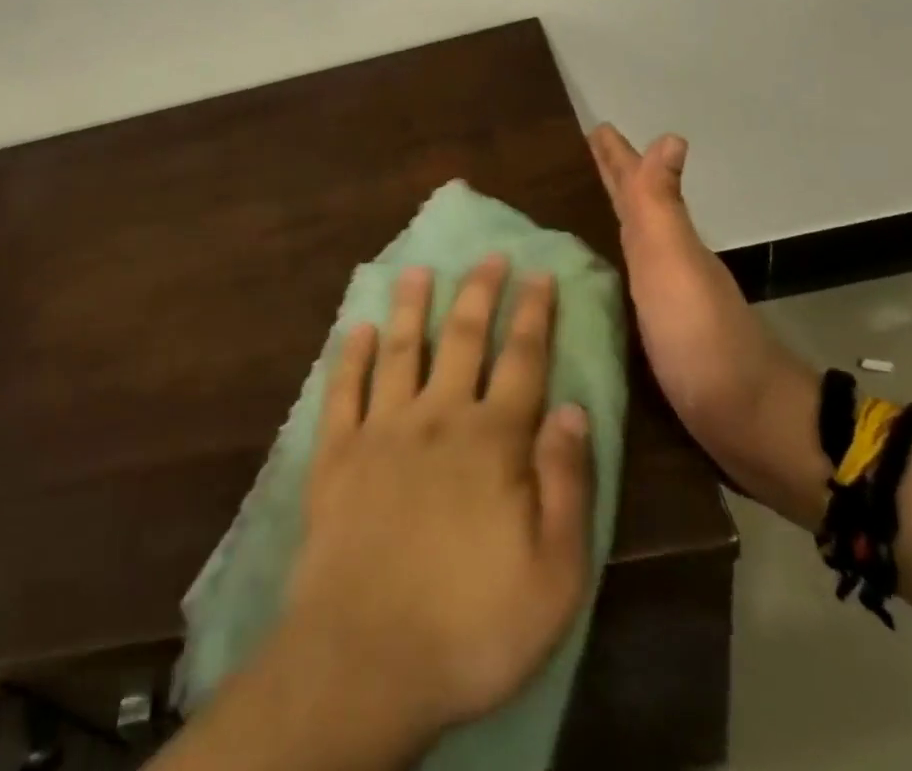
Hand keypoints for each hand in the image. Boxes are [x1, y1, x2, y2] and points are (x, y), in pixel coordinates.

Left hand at [279, 256, 593, 749]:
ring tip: (419, 269)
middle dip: (480, 293)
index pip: (522, 362)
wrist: (364, 657)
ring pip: (402, 350)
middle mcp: (437, 417)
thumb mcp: (554, 574)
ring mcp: (381, 429)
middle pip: (463, 340)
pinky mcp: (336, 452)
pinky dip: (351, 354)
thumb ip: (566, 484)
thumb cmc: (472, 625)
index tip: (540, 273)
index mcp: (491, 442)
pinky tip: (359, 327)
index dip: (534, 314)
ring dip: (413, 306)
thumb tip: (574, 408)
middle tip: (488, 255)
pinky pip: (344, 389)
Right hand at [588, 124, 823, 524]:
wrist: (750, 425)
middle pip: (637, 211)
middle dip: (614, 181)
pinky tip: (602, 281)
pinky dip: (615, 270)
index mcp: (666, 243)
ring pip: (634, 246)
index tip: (596, 128)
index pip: (634, 188)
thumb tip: (668, 137)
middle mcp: (668, 265)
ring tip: (589, 208)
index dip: (616, 159)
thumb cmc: (702, 338)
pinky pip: (630, 288)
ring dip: (614, 220)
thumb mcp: (673, 262)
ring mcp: (668, 304)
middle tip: (588, 155)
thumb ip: (660, 206)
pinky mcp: (662, 341)